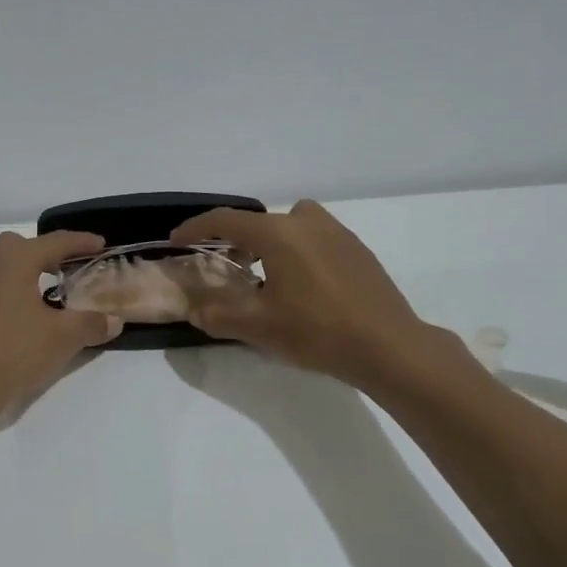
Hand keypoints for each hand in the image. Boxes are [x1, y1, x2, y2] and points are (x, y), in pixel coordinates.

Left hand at [0, 231, 122, 421]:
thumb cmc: (15, 351)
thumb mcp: (62, 337)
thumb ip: (91, 324)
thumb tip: (114, 321)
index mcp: (13, 259)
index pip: (55, 242)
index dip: (81, 242)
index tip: (100, 244)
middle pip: (22, 246)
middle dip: (47, 253)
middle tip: (69, 268)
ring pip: (0, 265)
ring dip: (24, 272)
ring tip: (46, 292)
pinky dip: (7, 290)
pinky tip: (18, 315)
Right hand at [170, 200, 454, 393]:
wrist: (390, 346)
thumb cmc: (318, 331)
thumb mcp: (259, 327)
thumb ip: (218, 315)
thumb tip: (194, 310)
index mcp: (279, 233)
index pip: (226, 220)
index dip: (196, 228)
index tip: (177, 240)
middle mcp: (307, 222)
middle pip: (259, 220)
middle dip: (234, 238)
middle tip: (223, 264)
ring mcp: (337, 233)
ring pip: (290, 225)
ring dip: (269, 241)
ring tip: (264, 274)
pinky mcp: (357, 249)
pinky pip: (314, 237)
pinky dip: (296, 249)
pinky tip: (301, 285)